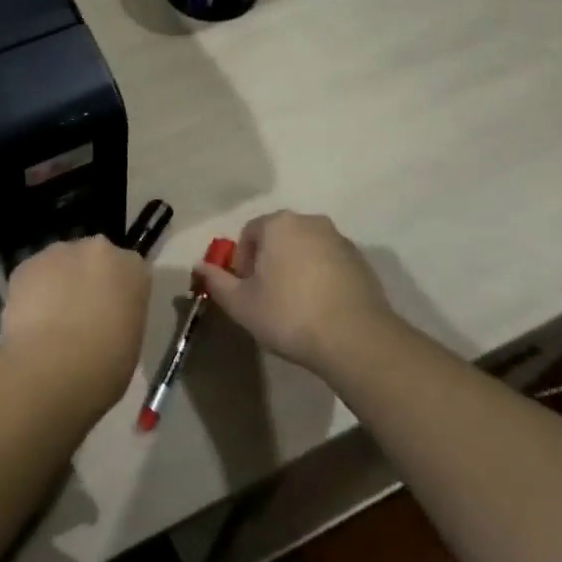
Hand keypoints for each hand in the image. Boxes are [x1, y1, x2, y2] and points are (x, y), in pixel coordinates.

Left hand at [0, 236, 148, 414]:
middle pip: (92, 258)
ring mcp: (58, 252)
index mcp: (132, 267)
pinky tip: (30, 322)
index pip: (128, 269)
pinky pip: (32, 275)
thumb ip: (121, 314)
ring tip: (50, 321)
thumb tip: (105, 317)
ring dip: (58, 283)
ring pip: (60, 263)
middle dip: (87, 279)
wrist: (53, 367)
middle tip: (80, 314)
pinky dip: (32, 292)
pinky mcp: (26, 264)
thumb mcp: (131, 340)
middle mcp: (97, 249)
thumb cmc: (105, 364)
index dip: (117, 291)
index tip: (111, 312)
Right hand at [195, 211, 397, 374]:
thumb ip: (216, 281)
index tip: (247, 291)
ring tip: (296, 307)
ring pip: (306, 250)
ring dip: (296, 270)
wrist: (356, 339)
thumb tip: (200, 266)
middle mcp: (310, 222)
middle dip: (270, 263)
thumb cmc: (289, 315)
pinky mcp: (362, 262)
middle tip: (268, 298)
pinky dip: (321, 279)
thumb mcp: (241, 304)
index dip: (243, 263)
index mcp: (278, 224)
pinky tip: (321, 310)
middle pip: (279, 238)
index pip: (249, 234)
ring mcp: (340, 240)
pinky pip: (330, 264)